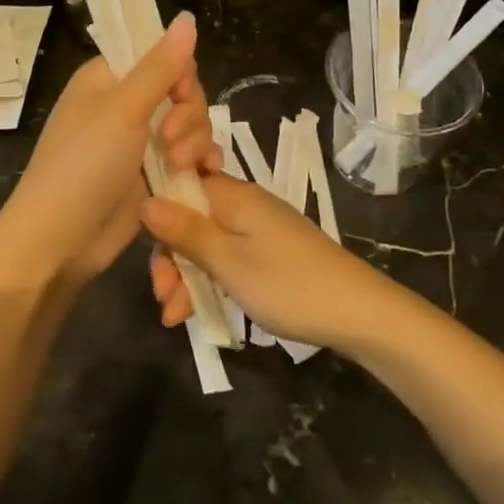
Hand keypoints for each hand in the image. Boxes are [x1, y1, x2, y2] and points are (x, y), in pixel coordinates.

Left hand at [0, 12, 219, 284]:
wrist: (60, 241)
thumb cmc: (83, 166)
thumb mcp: (123, 110)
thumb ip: (160, 66)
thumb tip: (188, 17)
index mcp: (107, 79)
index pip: (160, 55)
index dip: (179, 73)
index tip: (179, 96)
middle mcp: (124, 105)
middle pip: (182, 91)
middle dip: (188, 115)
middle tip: (171, 142)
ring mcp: (139, 142)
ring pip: (190, 125)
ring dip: (195, 141)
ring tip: (182, 166)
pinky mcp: (152, 175)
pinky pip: (189, 156)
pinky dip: (200, 162)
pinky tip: (205, 174)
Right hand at [141, 174, 399, 351]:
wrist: (359, 312)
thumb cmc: (288, 285)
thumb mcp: (229, 262)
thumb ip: (186, 232)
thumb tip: (145, 200)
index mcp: (233, 195)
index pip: (179, 186)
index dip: (158, 216)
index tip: (148, 253)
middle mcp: (243, 204)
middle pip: (189, 219)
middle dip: (170, 258)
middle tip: (163, 297)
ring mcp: (258, 229)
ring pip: (206, 243)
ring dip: (186, 276)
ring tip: (175, 317)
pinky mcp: (269, 252)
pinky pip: (227, 258)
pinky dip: (210, 281)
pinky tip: (196, 313)